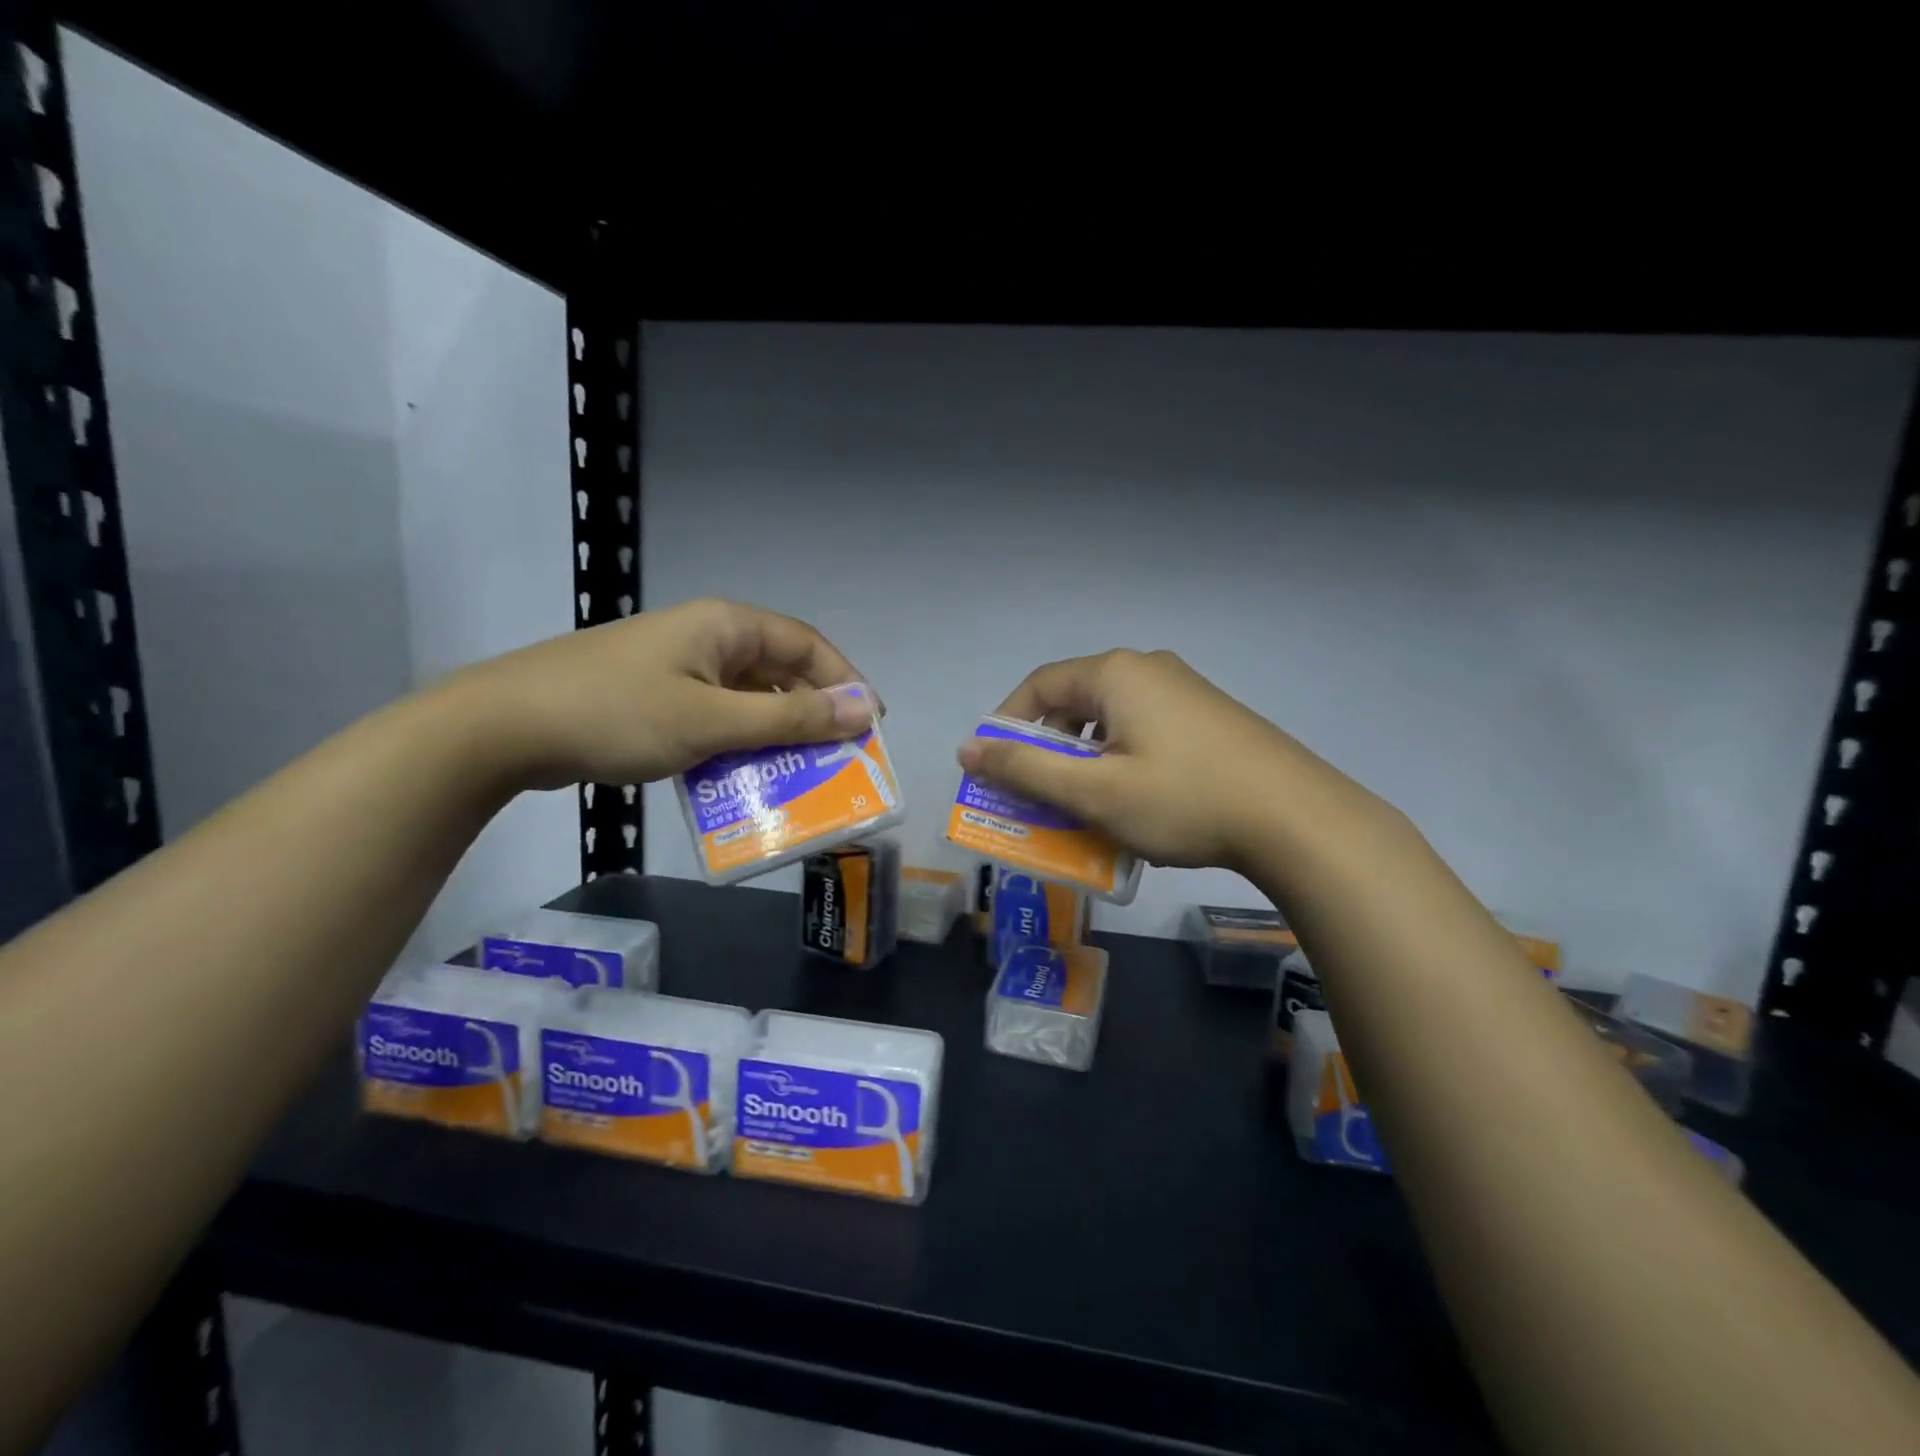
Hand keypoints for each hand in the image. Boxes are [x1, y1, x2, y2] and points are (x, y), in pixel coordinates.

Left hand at [448, 598, 874, 790]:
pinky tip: (743, 779)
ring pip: (747, 699)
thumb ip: (790, 719)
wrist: (502, 728)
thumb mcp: (712, 721)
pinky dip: (738, 745)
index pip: (807, 645)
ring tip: (798, 776)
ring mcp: (678, 668)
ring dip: (775, 736)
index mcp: (725, 626)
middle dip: (812, 716)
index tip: (869, 727)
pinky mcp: (655, 697)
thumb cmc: (617, 714)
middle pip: (779, 673)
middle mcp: (707, 638)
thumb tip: (863, 709)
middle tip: (838, 760)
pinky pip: (716, 717)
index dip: (844, 682)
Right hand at [957, 649, 1322, 871]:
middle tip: (1035, 793)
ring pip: (1111, 720)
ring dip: (1084, 759)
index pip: (1039, 686)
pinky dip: (1120, 761)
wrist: (1297, 819)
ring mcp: (1185, 691)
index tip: (994, 767)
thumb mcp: (1094, 791)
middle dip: (1046, 748)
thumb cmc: (1183, 800)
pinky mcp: (1209, 717)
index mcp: (1116, 674)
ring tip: (1082, 803)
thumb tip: (967, 748)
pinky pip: (1144, 730)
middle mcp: (1148, 669)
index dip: (1007, 725)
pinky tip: (1131, 800)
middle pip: (1075, 702)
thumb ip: (1026, 768)